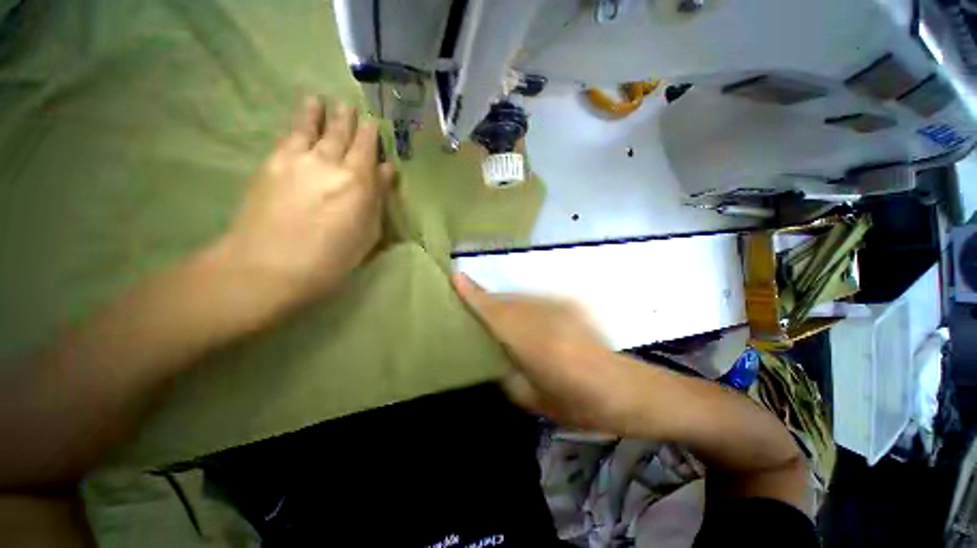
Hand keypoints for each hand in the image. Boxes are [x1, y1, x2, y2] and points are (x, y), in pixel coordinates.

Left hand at [212, 97, 394, 320]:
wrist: (270, 266)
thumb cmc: (332, 257)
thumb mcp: (368, 233)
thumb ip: (378, 198)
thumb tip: (386, 171)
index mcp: (358, 181)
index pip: (367, 148)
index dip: (370, 134)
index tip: (372, 123)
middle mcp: (329, 162)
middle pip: (340, 133)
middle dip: (347, 119)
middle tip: (349, 106)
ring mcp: (297, 159)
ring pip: (312, 128)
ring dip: (319, 113)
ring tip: (320, 100)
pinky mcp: (271, 164)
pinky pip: (289, 137)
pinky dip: (297, 125)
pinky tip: (300, 120)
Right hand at [452, 273, 640, 431]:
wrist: (621, 388)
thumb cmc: (575, 403)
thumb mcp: (529, 398)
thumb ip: (506, 370)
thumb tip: (495, 353)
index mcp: (532, 344)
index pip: (495, 312)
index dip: (473, 295)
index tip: (456, 277)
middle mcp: (544, 317)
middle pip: (506, 301)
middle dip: (487, 302)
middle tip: (474, 309)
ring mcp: (560, 307)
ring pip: (520, 298)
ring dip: (506, 305)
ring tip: (500, 319)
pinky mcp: (570, 303)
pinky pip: (536, 300)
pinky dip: (524, 307)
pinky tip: (528, 322)